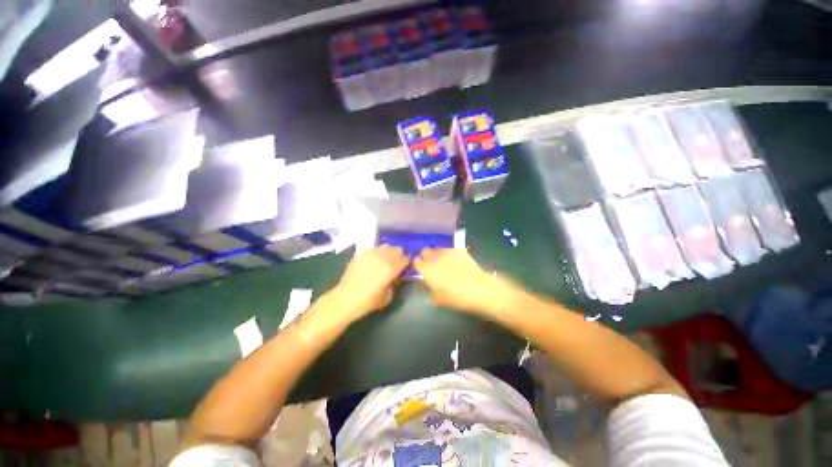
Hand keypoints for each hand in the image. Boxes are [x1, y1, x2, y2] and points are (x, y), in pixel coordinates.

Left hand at [329, 245, 408, 320]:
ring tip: (384, 260)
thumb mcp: (388, 296)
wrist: (346, 298)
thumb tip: (396, 277)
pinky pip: (373, 249)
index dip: (407, 263)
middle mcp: (383, 257)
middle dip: (398, 255)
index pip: (405, 259)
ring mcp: (371, 254)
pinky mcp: (361, 254)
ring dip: (387, 252)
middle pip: (397, 249)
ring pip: (385, 246)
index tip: (405, 267)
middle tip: (396, 263)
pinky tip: (372, 261)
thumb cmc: (369, 301)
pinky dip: (376, 253)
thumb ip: (395, 283)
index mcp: (392, 268)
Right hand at [413, 249, 517, 317]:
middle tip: (431, 262)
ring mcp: (447, 253)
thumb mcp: (439, 300)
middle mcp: (435, 259)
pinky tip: (454, 259)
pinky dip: (449, 253)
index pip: (417, 262)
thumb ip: (431, 291)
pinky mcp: (459, 250)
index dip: (417, 264)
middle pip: (425, 251)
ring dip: (437, 254)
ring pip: (437, 249)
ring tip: (443, 260)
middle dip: (426, 255)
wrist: (479, 289)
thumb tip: (431, 287)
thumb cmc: (457, 298)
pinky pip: (449, 249)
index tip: (420, 267)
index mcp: (428, 271)